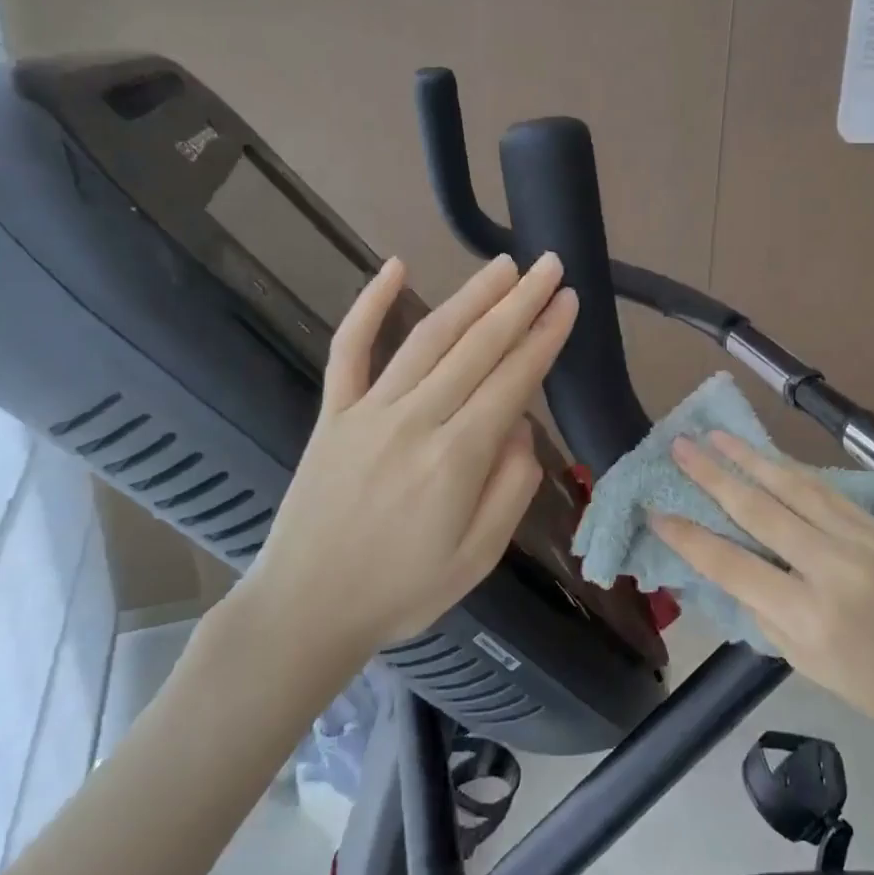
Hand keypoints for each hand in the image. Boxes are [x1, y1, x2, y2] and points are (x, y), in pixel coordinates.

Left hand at [234, 252, 578, 667]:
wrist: (305, 609)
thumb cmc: (402, 592)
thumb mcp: (478, 558)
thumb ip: (511, 488)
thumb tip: (521, 426)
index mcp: (456, 459)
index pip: (513, 380)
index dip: (545, 336)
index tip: (569, 301)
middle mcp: (415, 421)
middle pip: (477, 347)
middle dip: (520, 302)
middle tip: (549, 265)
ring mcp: (369, 411)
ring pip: (428, 338)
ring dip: (470, 296)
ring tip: (503, 266)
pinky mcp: (333, 413)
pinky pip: (349, 348)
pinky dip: (369, 304)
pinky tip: (394, 266)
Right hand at [650, 433, 873, 762]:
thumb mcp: (806, 666)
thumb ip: (764, 612)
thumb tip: (728, 565)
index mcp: (808, 618)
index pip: (731, 565)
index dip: (688, 536)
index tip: (656, 510)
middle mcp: (832, 570)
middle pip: (758, 511)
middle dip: (712, 475)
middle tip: (678, 447)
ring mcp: (861, 541)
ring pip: (793, 487)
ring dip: (749, 457)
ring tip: (715, 435)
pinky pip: (826, 490)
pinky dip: (790, 470)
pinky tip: (766, 455)